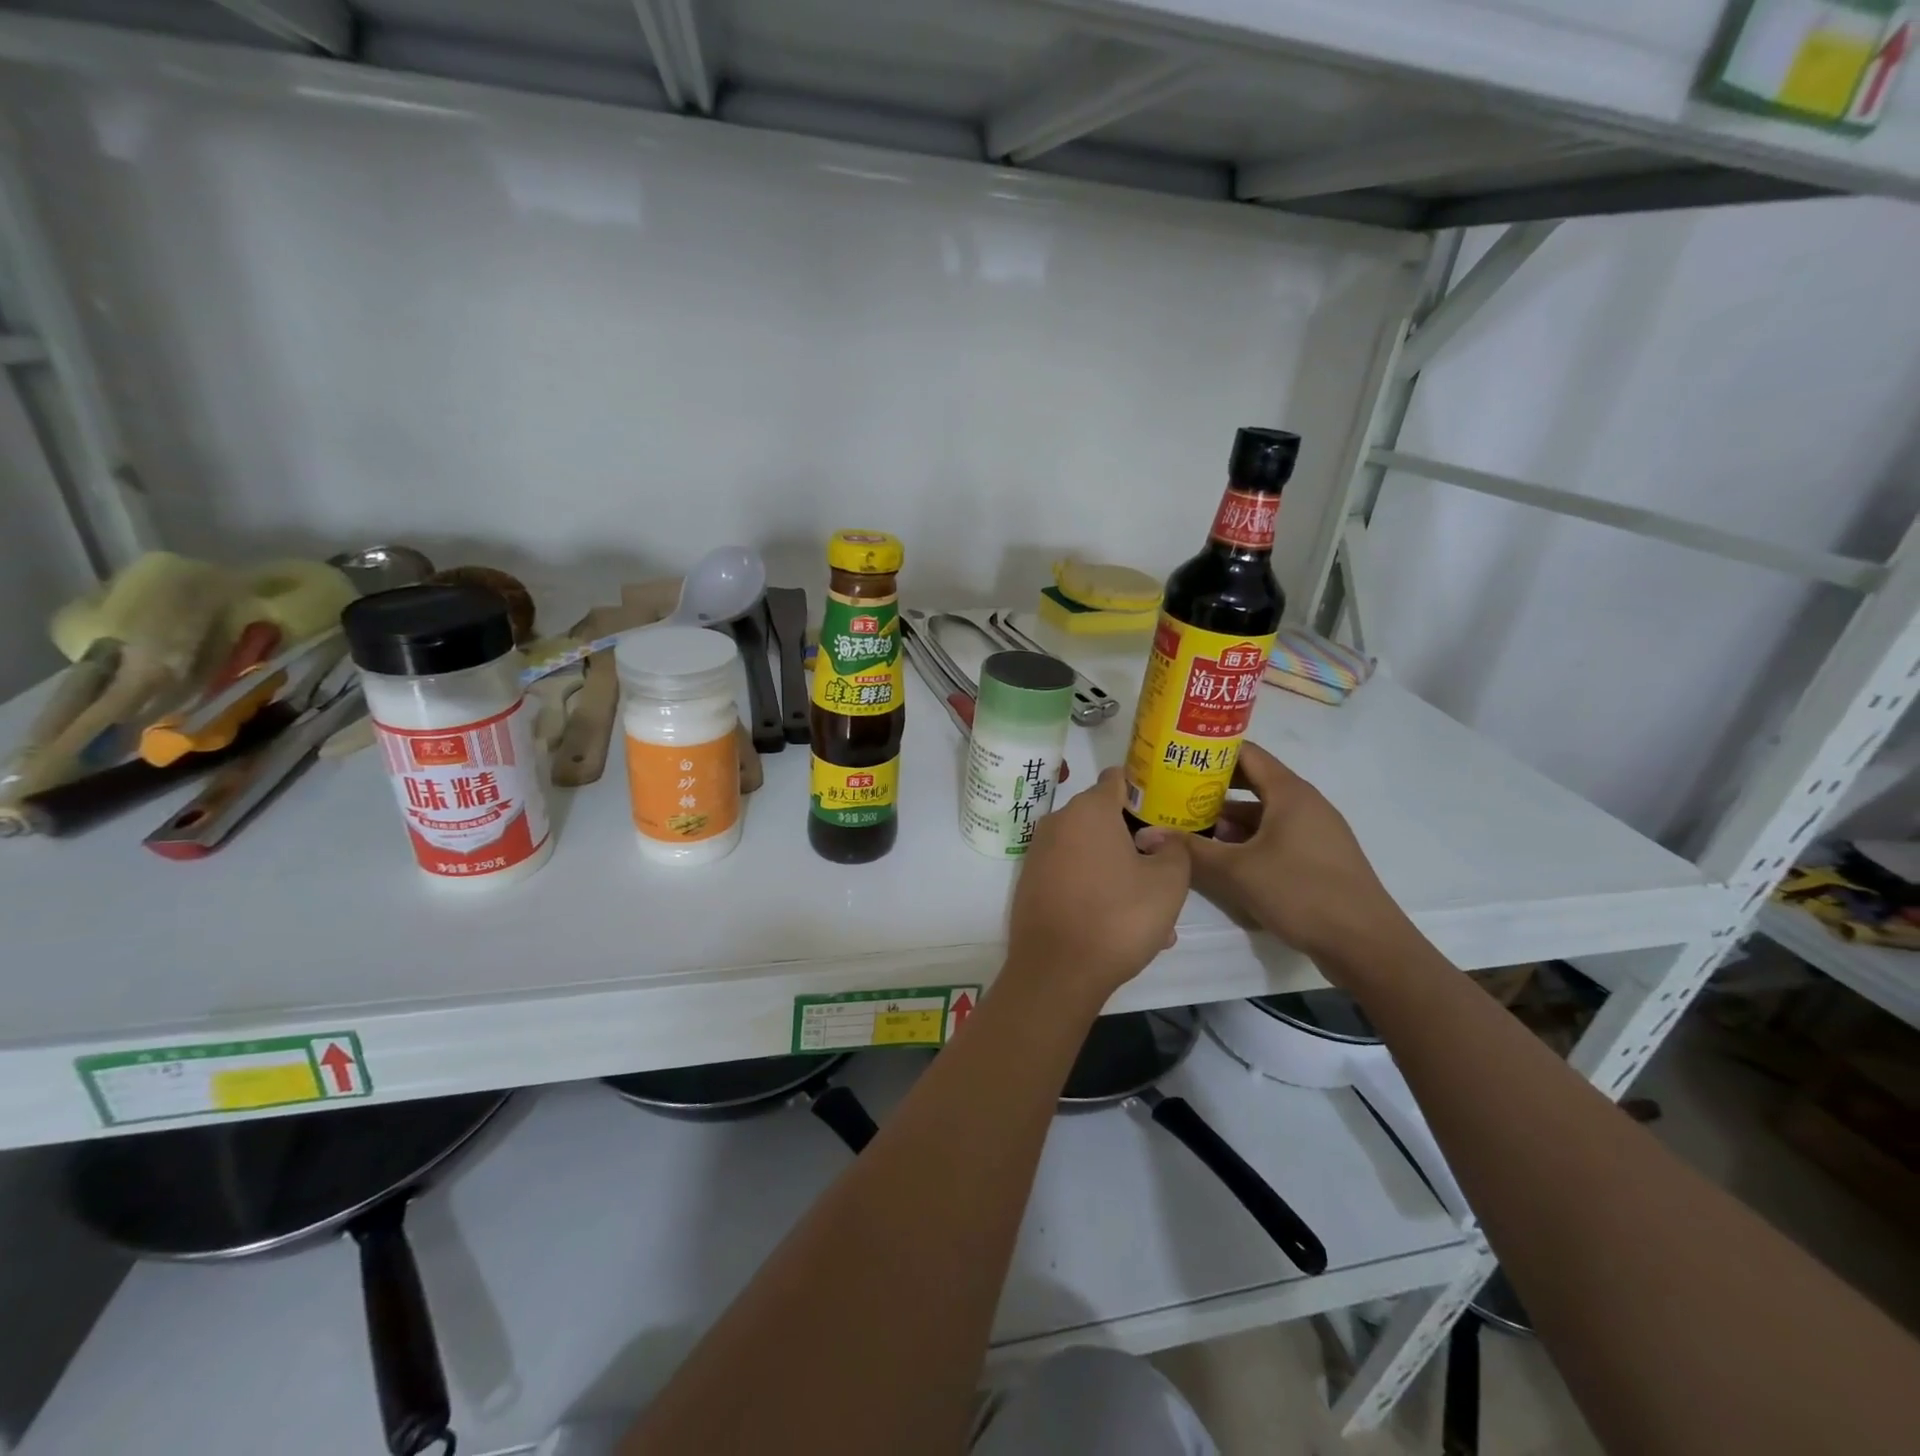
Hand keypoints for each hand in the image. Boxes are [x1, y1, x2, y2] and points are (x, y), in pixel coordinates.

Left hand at [1005, 768, 1191, 1003]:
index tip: (1165, 813)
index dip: (1144, 791)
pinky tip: (1118, 926)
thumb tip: (1158, 838)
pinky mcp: (1030, 883)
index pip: (1117, 780)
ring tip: (1151, 915)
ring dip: (1119, 873)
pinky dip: (1095, 890)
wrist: (1056, 971)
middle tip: (1163, 874)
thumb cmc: (1118, 917)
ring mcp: (1039, 854)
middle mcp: (1058, 822)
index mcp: (1089, 809)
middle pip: (1104, 819)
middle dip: (1134, 842)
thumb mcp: (1169, 882)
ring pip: (1091, 853)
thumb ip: (1174, 848)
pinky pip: (1072, 875)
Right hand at [1137, 741, 1406, 973]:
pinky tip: (1224, 858)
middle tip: (1172, 793)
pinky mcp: (1318, 857)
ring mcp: (1315, 831)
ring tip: (1189, 828)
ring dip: (1228, 818)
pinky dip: (1248, 839)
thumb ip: (1191, 850)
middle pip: (1252, 782)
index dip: (1211, 751)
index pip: (1246, 753)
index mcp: (1290, 792)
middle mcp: (1305, 803)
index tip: (1176, 757)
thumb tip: (1146, 834)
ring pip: (1263, 813)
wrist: (1366, 944)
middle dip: (1212, 788)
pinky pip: (1276, 835)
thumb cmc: (1301, 892)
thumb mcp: (1236, 872)